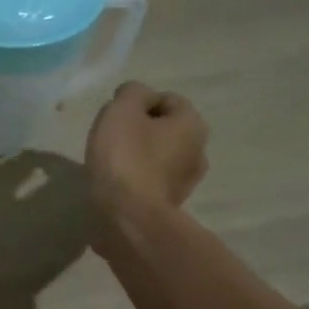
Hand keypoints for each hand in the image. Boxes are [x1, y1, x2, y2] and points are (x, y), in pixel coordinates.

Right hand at [84, 82, 208, 222]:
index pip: (166, 99)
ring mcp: (187, 181)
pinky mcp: (170, 204)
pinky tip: (117, 184)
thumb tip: (136, 95)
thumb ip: (131, 92)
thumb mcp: (121, 111)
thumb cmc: (125, 157)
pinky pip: (151, 180)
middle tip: (110, 138)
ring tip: (110, 163)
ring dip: (138, 155)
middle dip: (139, 129)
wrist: (127, 216)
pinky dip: (136, 178)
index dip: (137, 103)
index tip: (114, 117)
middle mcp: (198, 150)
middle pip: (164, 128)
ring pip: (158, 155)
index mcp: (192, 124)